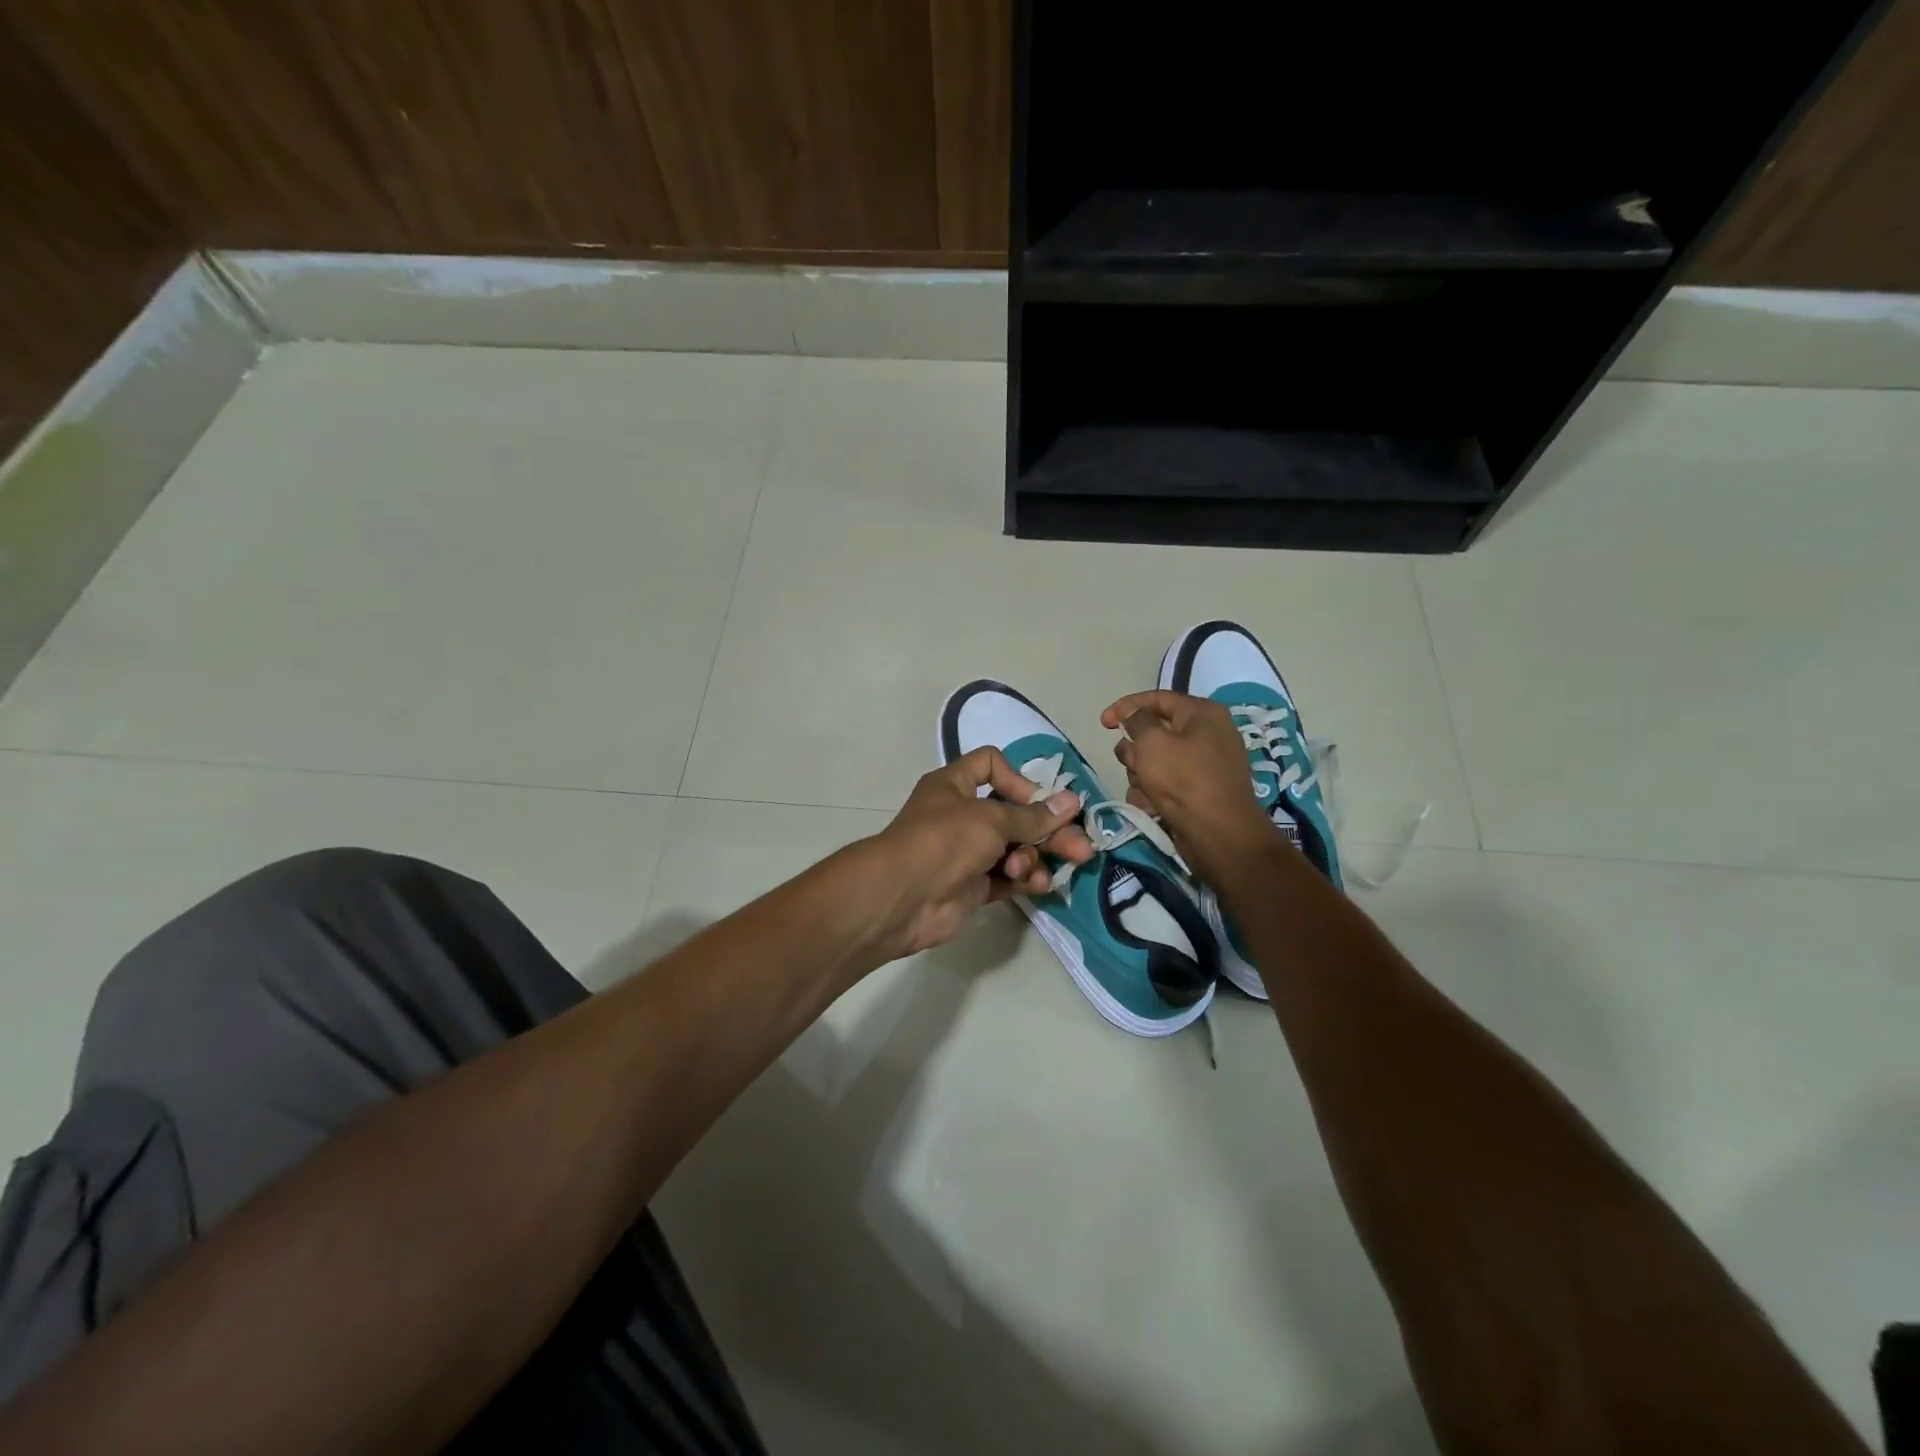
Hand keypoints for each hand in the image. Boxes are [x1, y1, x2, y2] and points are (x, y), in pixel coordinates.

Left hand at [851, 747, 1095, 960]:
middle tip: (1081, 847)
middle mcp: (962, 815)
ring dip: (1034, 857)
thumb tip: (1071, 802)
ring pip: (1014, 848)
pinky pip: (1008, 876)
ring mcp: (967, 852)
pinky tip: (1039, 884)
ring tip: (1043, 871)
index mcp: (955, 785)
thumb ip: (1033, 816)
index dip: (1019, 779)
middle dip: (1047, 830)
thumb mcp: (991, 819)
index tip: (1038, 801)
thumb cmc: (943, 841)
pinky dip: (1024, 878)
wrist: (902, 898)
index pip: (992, 765)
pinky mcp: (973, 885)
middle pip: (1014, 814)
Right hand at [1101, 690, 1274, 884]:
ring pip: (1156, 760)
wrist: (1219, 835)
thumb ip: (1137, 720)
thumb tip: (1135, 716)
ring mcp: (1204, 764)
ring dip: (1141, 774)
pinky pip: (1166, 783)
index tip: (1102, 723)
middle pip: (1155, 731)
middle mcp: (1207, 733)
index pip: (1157, 698)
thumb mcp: (1152, 742)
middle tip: (1130, 763)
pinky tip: (1151, 806)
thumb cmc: (1184, 781)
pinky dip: (1154, 792)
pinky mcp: (1199, 790)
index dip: (1125, 706)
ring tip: (1144, 791)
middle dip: (1135, 749)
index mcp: (1202, 713)